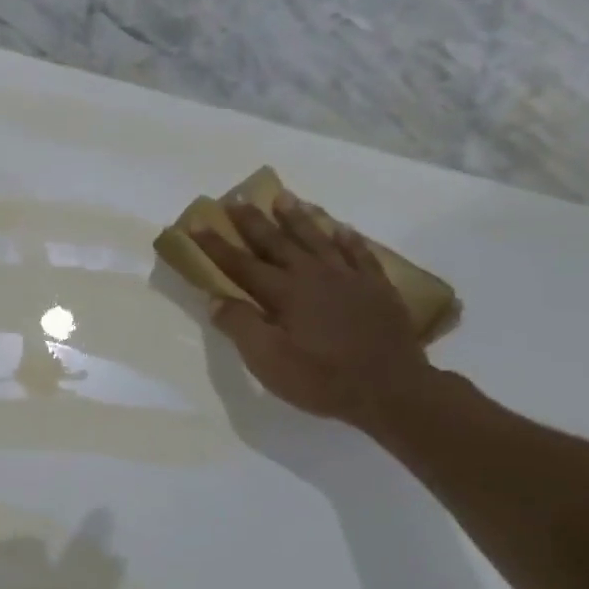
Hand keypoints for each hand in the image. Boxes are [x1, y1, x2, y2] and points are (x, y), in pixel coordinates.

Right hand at [194, 192, 432, 427]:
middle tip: (237, 198)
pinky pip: (359, 254)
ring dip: (298, 218)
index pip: (241, 264)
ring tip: (283, 198)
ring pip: (318, 239)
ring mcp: (349, 279)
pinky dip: (347, 239)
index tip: (196, 224)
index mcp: (284, 293)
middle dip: (253, 221)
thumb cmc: (321, 379)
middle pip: (277, 242)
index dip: (216, 245)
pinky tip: (341, 228)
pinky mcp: (377, 288)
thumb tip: (216, 298)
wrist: (392, 390)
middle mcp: (314, 276)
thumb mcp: (268, 361)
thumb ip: (241, 326)